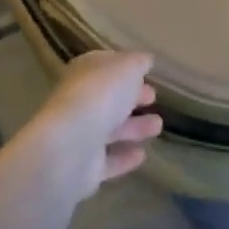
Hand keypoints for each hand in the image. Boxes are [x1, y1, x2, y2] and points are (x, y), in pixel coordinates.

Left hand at [30, 51, 162, 201]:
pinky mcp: (85, 168)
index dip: (126, 68)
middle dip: (132, 97)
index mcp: (85, 72)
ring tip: (158, 126)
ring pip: (111, 129)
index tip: (147, 73)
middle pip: (109, 98)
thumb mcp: (127, 67)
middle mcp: (80, 101)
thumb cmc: (101, 95)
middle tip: (153, 97)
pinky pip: (109, 160)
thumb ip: (138, 63)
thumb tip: (145, 60)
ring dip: (134, 127)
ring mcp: (81, 135)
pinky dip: (124, 157)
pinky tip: (142, 155)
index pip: (106, 66)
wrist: (70, 146)